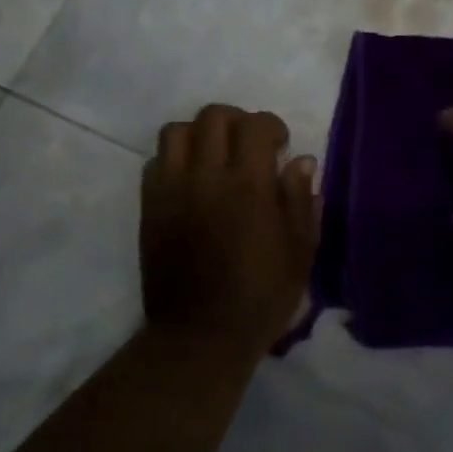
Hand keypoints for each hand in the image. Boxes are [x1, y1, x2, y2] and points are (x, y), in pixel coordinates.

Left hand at [140, 104, 319, 357]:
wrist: (201, 335)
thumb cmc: (261, 295)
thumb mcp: (300, 251)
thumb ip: (301, 199)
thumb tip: (302, 160)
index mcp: (248, 186)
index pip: (254, 125)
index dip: (271, 126)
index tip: (280, 147)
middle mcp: (206, 177)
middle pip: (213, 116)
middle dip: (237, 121)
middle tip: (249, 146)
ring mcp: (172, 190)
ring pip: (176, 131)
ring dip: (200, 135)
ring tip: (214, 157)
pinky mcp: (150, 207)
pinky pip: (155, 162)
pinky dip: (174, 159)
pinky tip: (190, 181)